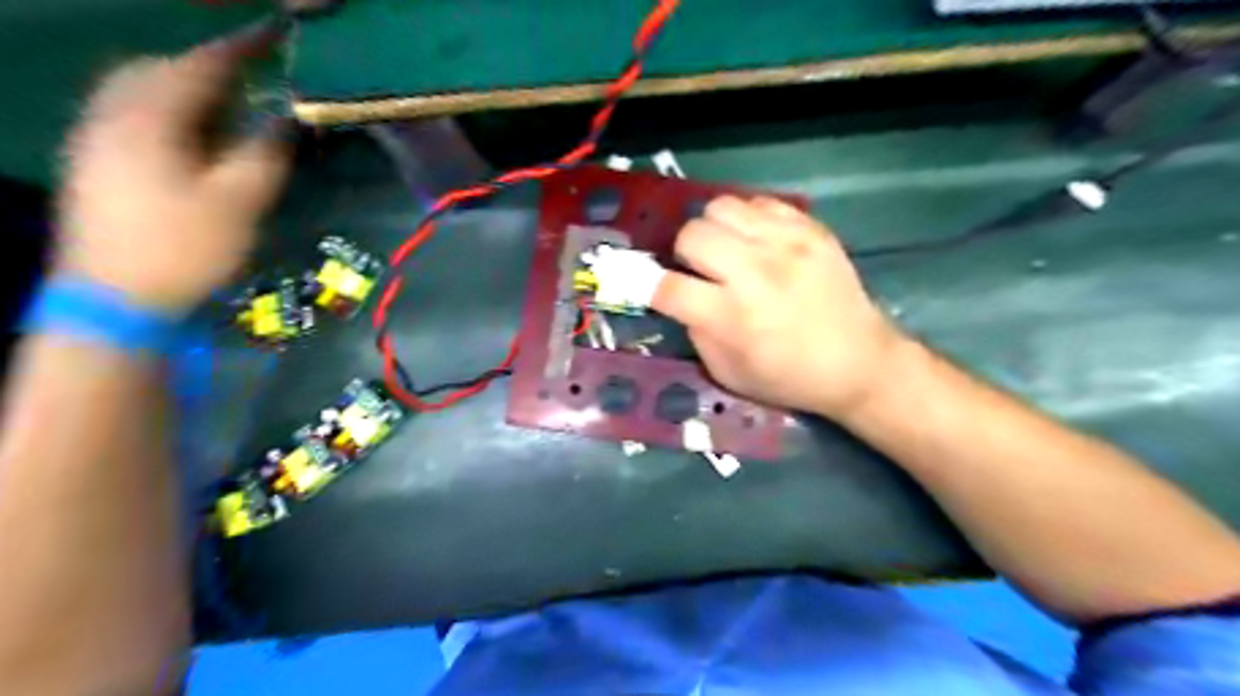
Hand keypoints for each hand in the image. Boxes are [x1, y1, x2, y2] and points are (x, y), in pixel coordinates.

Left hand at [58, 27, 294, 310]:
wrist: (116, 299)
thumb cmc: (185, 248)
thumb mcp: (239, 202)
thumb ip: (264, 154)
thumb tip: (285, 120)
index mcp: (148, 120)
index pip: (197, 67)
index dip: (238, 50)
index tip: (274, 38)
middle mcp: (111, 117)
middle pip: (157, 71)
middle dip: (205, 68)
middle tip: (250, 80)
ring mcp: (96, 140)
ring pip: (139, 94)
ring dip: (185, 92)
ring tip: (227, 110)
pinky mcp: (95, 165)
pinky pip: (131, 118)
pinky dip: (168, 115)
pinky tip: (192, 142)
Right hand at [649, 192, 908, 417]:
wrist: (859, 362)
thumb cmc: (788, 377)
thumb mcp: (728, 373)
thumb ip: (695, 332)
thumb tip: (677, 297)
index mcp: (731, 318)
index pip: (667, 287)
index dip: (648, 285)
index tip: (651, 286)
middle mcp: (754, 274)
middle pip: (691, 235)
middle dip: (684, 253)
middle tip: (699, 269)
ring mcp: (786, 245)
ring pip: (721, 207)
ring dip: (714, 230)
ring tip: (727, 249)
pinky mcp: (810, 230)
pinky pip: (760, 202)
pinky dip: (748, 219)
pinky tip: (757, 241)